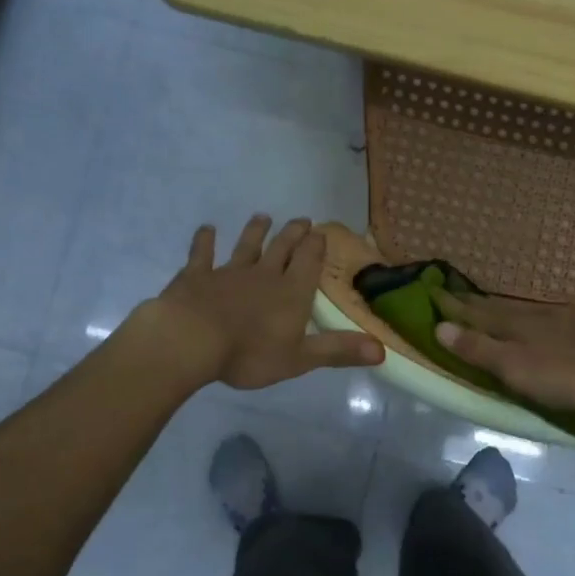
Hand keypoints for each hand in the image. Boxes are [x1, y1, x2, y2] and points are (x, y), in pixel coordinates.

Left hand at [140, 216, 383, 389]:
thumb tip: (382, 350)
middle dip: (293, 234)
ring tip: (262, 217)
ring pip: (246, 246)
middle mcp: (264, 275)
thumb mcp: (300, 359)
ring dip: (255, 232)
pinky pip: (202, 254)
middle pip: (282, 248)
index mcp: (291, 293)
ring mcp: (228, 272)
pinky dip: (205, 241)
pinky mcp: (196, 276)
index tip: (320, 231)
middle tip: (301, 220)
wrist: (192, 340)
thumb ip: (338, 351)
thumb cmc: (249, 353)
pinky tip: (207, 230)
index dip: (316, 247)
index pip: (309, 263)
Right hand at [433, 291, 574, 410]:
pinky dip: (531, 315)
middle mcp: (535, 317)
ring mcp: (564, 320)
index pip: (475, 315)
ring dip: (500, 307)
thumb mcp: (516, 368)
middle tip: (453, 293)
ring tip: (487, 303)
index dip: (453, 307)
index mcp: (515, 327)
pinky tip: (539, 317)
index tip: (432, 293)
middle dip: (473, 303)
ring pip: (522, 310)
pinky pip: (547, 316)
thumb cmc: (569, 374)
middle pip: (497, 308)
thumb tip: (439, 327)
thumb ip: (479, 349)